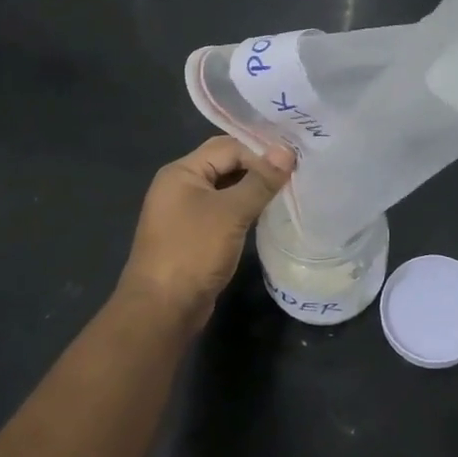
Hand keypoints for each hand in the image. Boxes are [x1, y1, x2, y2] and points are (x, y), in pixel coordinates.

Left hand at [115, 137, 294, 330]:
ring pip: (226, 189)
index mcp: (181, 172)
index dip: (260, 152)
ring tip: (287, 192)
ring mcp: (185, 212)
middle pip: (225, 165)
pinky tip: (267, 215)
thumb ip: (260, 180)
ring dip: (253, 190)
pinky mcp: (193, 235)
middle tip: (295, 174)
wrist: (162, 309)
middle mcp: (180, 186)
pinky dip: (244, 209)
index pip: (228, 147)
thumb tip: (287, 150)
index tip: (293, 164)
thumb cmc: (193, 252)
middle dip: (258, 168)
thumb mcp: (231, 213)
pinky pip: (223, 211)